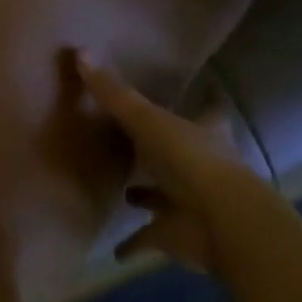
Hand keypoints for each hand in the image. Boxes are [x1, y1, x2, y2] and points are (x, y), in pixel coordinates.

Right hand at [76, 51, 258, 273]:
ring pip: (166, 196)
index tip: (202, 89)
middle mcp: (202, 165)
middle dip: (163, 151)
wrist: (221, 223)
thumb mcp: (147, 120)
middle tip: (135, 142)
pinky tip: (114, 250)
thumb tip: (80, 52)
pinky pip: (150, 238)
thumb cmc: (190, 160)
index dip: (205, 100)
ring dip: (149, 195)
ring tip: (124, 192)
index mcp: (204, 132)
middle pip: (183, 153)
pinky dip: (134, 244)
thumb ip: (114, 93)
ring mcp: (191, 203)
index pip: (209, 109)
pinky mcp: (177, 235)